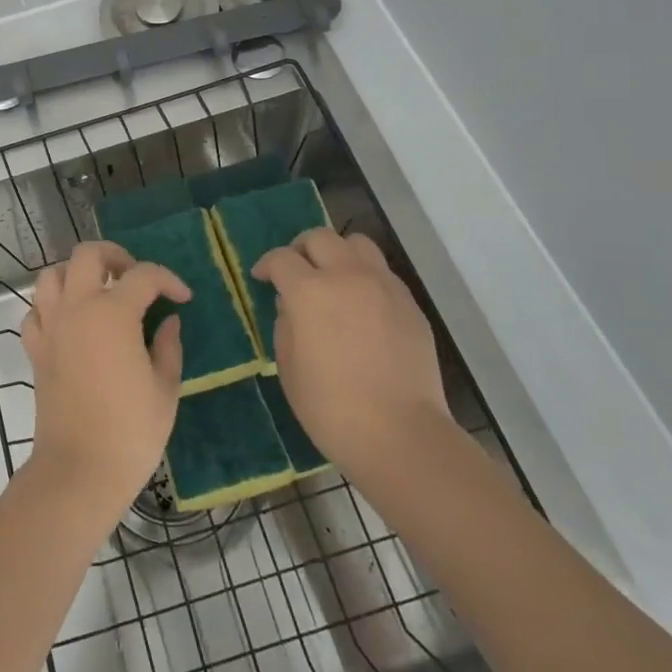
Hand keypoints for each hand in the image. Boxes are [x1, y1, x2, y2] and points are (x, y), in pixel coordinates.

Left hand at [20, 241, 189, 515]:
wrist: (79, 470)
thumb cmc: (130, 431)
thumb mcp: (165, 388)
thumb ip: (168, 346)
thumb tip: (168, 321)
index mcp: (113, 312)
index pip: (144, 275)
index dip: (168, 280)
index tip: (183, 297)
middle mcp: (77, 308)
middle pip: (88, 255)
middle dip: (114, 255)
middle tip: (134, 277)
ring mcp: (51, 327)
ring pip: (52, 275)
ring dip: (76, 274)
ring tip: (98, 291)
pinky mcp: (36, 350)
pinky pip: (36, 311)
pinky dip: (51, 307)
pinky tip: (70, 323)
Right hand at [253, 228, 448, 483]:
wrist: (400, 434)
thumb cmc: (331, 407)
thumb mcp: (288, 367)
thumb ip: (285, 324)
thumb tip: (292, 305)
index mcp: (309, 291)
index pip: (281, 258)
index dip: (267, 265)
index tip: (262, 278)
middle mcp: (347, 276)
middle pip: (320, 237)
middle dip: (301, 248)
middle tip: (296, 271)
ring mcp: (383, 286)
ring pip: (357, 243)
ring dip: (338, 253)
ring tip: (333, 278)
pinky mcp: (409, 303)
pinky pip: (382, 272)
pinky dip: (365, 276)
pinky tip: (361, 305)